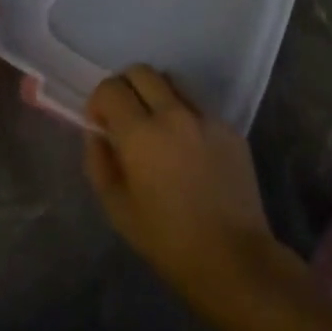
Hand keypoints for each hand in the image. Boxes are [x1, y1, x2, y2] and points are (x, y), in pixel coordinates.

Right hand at [83, 66, 298, 317]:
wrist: (233, 259)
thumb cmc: (168, 241)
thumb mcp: (118, 209)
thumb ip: (100, 162)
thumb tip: (98, 133)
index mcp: (141, 133)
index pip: (111, 88)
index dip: (99, 101)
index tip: (101, 123)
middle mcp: (174, 113)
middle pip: (142, 71)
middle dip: (126, 87)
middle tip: (125, 117)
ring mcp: (206, 117)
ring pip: (173, 82)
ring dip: (156, 95)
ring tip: (157, 129)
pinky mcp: (230, 128)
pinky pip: (199, 107)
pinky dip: (185, 116)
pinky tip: (188, 150)